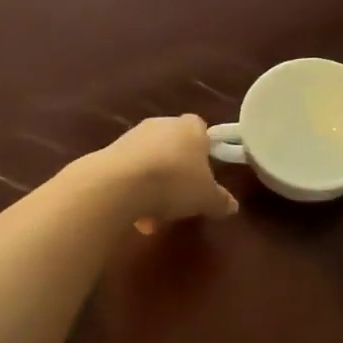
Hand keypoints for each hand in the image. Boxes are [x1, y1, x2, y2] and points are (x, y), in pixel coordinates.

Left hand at [94, 115, 237, 233]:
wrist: (121, 184)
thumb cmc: (176, 182)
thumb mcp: (207, 199)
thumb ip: (221, 201)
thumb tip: (232, 206)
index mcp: (191, 127)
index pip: (202, 131)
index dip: (204, 152)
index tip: (205, 176)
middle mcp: (162, 124)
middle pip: (174, 147)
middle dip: (177, 173)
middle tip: (182, 200)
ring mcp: (132, 136)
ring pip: (151, 162)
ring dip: (154, 186)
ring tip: (155, 218)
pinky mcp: (109, 152)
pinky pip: (129, 173)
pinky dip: (134, 191)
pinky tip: (135, 216)